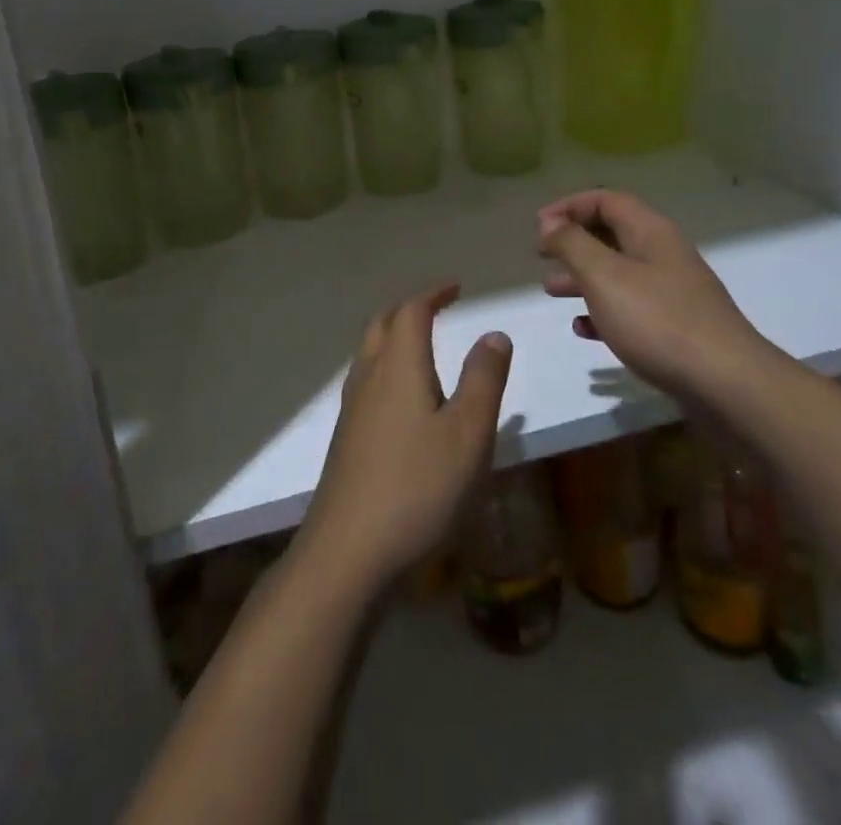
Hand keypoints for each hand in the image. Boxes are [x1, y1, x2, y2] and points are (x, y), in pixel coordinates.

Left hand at [297, 284, 512, 593]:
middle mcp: (369, 378)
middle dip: (410, 309)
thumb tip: (493, 333)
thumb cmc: (419, 487)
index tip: (456, 287)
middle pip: (382, 325)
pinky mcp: (346, 440)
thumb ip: (484, 379)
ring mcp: (352, 410)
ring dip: (394, 336)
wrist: (349, 552)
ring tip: (422, 346)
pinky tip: (403, 400)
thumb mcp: (468, 433)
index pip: (411, 311)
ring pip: (369, 353)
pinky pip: (366, 382)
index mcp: (399, 367)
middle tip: (438, 308)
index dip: (433, 294)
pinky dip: (386, 368)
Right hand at [538, 190, 773, 401]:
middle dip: (573, 242)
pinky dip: (603, 311)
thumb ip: (572, 244)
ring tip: (551, 291)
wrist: (727, 384)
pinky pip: (631, 308)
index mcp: (650, 232)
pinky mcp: (676, 327)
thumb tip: (550, 221)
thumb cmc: (658, 321)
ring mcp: (672, 292)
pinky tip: (583, 329)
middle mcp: (663, 254)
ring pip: (618, 273)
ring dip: (582, 277)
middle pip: (612, 234)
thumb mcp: (604, 276)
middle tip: (541, 256)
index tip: (538, 226)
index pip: (606, 200)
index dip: (569, 206)